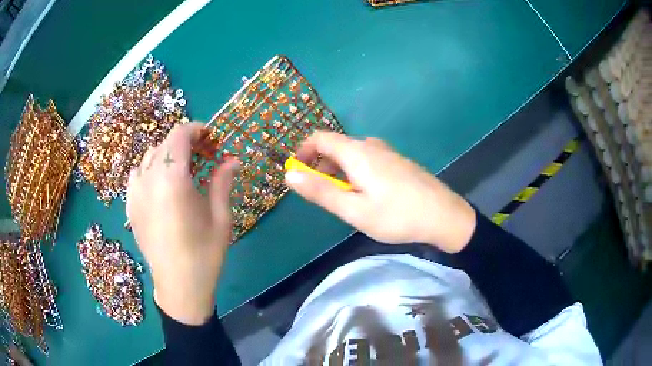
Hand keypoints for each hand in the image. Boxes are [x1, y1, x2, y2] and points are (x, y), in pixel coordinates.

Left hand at [126, 123, 238, 324]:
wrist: (179, 287)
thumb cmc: (205, 254)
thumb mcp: (220, 217)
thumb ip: (223, 181)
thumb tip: (234, 159)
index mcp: (173, 179)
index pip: (179, 135)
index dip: (196, 129)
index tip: (210, 136)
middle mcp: (149, 179)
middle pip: (164, 143)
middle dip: (185, 142)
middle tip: (203, 155)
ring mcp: (135, 193)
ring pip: (149, 156)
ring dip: (167, 154)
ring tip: (181, 170)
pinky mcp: (130, 206)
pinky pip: (137, 174)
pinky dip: (149, 169)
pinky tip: (160, 185)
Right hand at [285, 131, 475, 252]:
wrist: (444, 216)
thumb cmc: (396, 215)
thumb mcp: (353, 209)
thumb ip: (320, 191)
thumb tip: (289, 174)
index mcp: (357, 152)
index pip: (320, 137)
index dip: (303, 151)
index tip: (296, 172)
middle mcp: (371, 145)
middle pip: (336, 146)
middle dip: (320, 166)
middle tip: (321, 194)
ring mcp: (387, 152)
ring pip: (352, 155)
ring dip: (338, 172)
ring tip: (342, 199)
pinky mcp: (397, 162)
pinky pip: (367, 160)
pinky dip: (355, 173)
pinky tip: (365, 195)